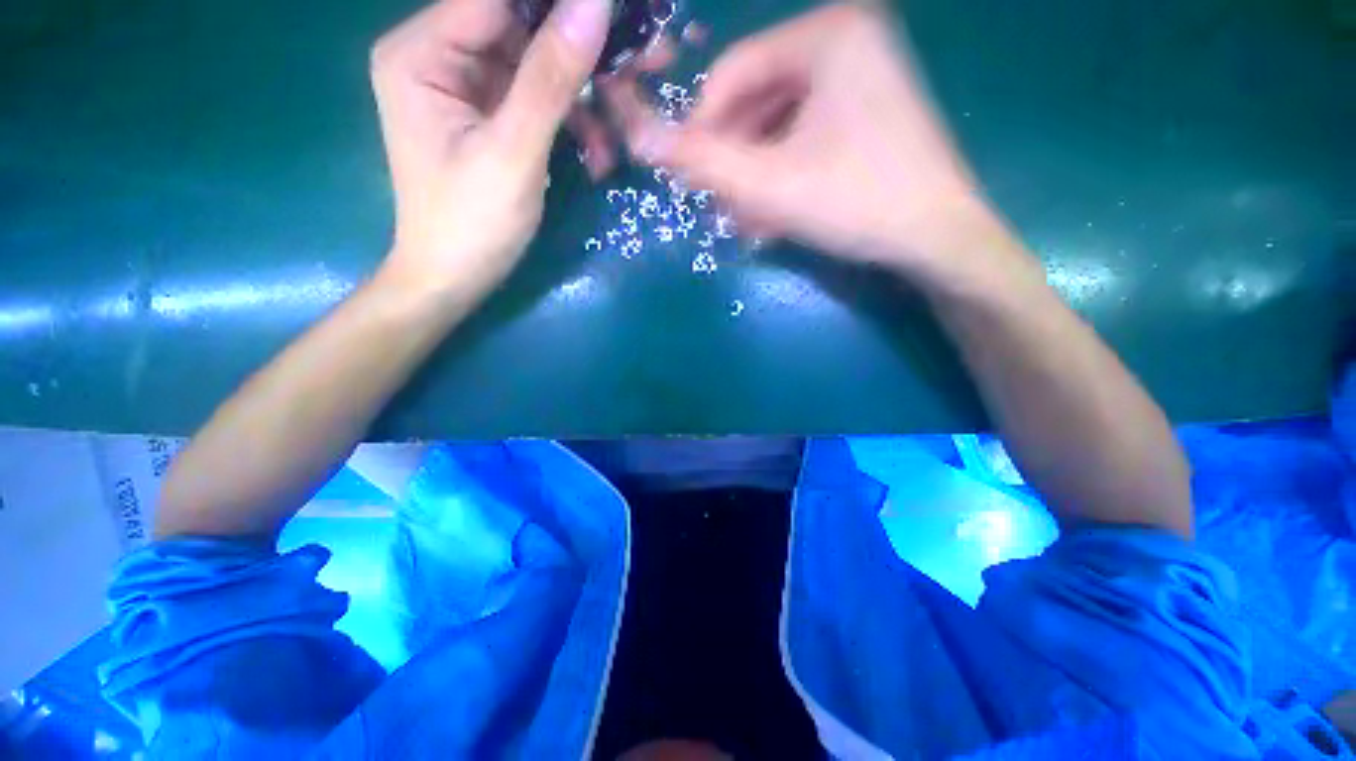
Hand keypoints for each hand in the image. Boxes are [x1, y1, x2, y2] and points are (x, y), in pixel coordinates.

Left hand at [371, 0, 611, 296]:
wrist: (454, 279)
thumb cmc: (473, 223)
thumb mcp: (514, 152)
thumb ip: (551, 79)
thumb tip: (595, 5)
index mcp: (422, 53)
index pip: (497, 1)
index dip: (559, 6)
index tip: (617, 19)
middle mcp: (437, 57)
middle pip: (518, 29)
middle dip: (576, 56)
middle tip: (632, 72)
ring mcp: (463, 89)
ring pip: (533, 66)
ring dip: (580, 99)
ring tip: (615, 137)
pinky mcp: (485, 118)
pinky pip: (534, 101)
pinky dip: (568, 122)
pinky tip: (595, 153)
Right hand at [616, 4, 1010, 287]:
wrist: (937, 240)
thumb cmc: (856, 202)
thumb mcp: (768, 184)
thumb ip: (701, 161)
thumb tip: (638, 138)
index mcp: (828, 33)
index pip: (733, 72)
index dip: (701, 128)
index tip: (687, 178)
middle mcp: (847, 41)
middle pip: (757, 103)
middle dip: (734, 163)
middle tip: (720, 210)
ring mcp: (862, 78)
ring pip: (779, 128)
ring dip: (755, 177)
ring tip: (747, 222)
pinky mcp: (866, 114)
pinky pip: (804, 139)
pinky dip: (782, 175)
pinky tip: (773, 215)